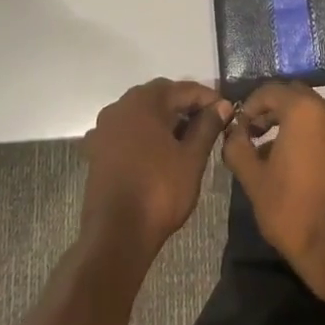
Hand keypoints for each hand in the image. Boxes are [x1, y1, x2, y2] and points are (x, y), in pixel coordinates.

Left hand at [80, 79, 230, 258]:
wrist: (116, 235)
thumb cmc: (159, 191)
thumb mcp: (192, 158)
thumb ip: (207, 126)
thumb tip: (222, 105)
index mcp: (143, 102)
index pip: (183, 89)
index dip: (208, 98)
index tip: (227, 111)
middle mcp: (119, 107)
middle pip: (159, 96)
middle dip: (185, 106)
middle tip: (210, 122)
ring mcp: (104, 129)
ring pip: (142, 113)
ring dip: (165, 120)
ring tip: (188, 137)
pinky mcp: (97, 150)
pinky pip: (127, 131)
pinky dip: (145, 134)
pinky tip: (160, 151)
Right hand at [220, 82, 324, 299]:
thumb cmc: (291, 211)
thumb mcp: (253, 179)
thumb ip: (238, 147)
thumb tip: (234, 132)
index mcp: (303, 111)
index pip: (270, 91)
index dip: (250, 105)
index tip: (240, 127)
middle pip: (297, 97)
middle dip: (274, 110)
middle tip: (258, 133)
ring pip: (318, 115)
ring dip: (297, 125)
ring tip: (281, 154)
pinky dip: (319, 141)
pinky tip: (309, 169)